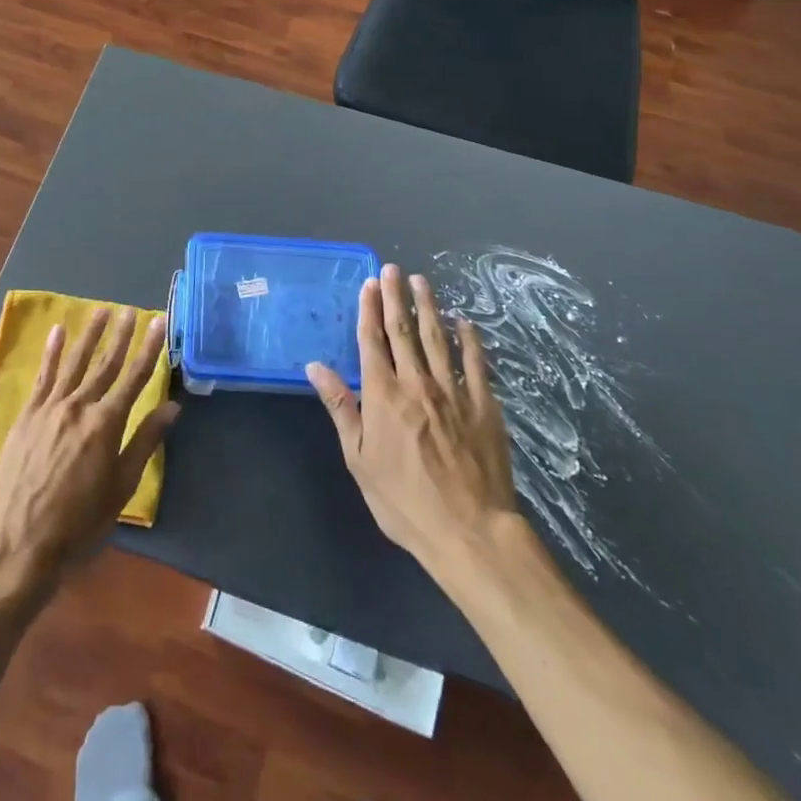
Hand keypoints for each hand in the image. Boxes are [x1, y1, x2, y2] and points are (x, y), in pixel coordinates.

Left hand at [0, 306, 178, 594]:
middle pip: (106, 363)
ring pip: (75, 362)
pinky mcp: (28, 415)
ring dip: (90, 335)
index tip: (158, 322)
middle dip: (121, 335)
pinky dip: (52, 352)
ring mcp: (50, 408)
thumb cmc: (80, 523)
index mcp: (107, 423)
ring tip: (101, 310)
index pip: (135, 377)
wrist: (21, 543)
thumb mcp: (121, 487)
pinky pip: (43, 376)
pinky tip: (58, 332)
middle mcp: (80, 406)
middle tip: (130, 310)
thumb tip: (171, 406)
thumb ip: (145, 441)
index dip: (149, 348)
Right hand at [308, 264, 524, 584]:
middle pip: (403, 331)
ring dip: (428, 307)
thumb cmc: (404, 501)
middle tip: (393, 269)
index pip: (373, 340)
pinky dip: (469, 339)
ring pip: (438, 338)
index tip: (370, 284)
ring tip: (422, 282)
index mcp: (383, 394)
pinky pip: (476, 363)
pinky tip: (465, 322)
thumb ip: (340, 407)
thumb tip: (316, 366)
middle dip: (396, 297)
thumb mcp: (359, 459)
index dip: (369, 309)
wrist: (470, 532)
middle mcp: (416, 382)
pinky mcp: (485, 406)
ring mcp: (453, 392)